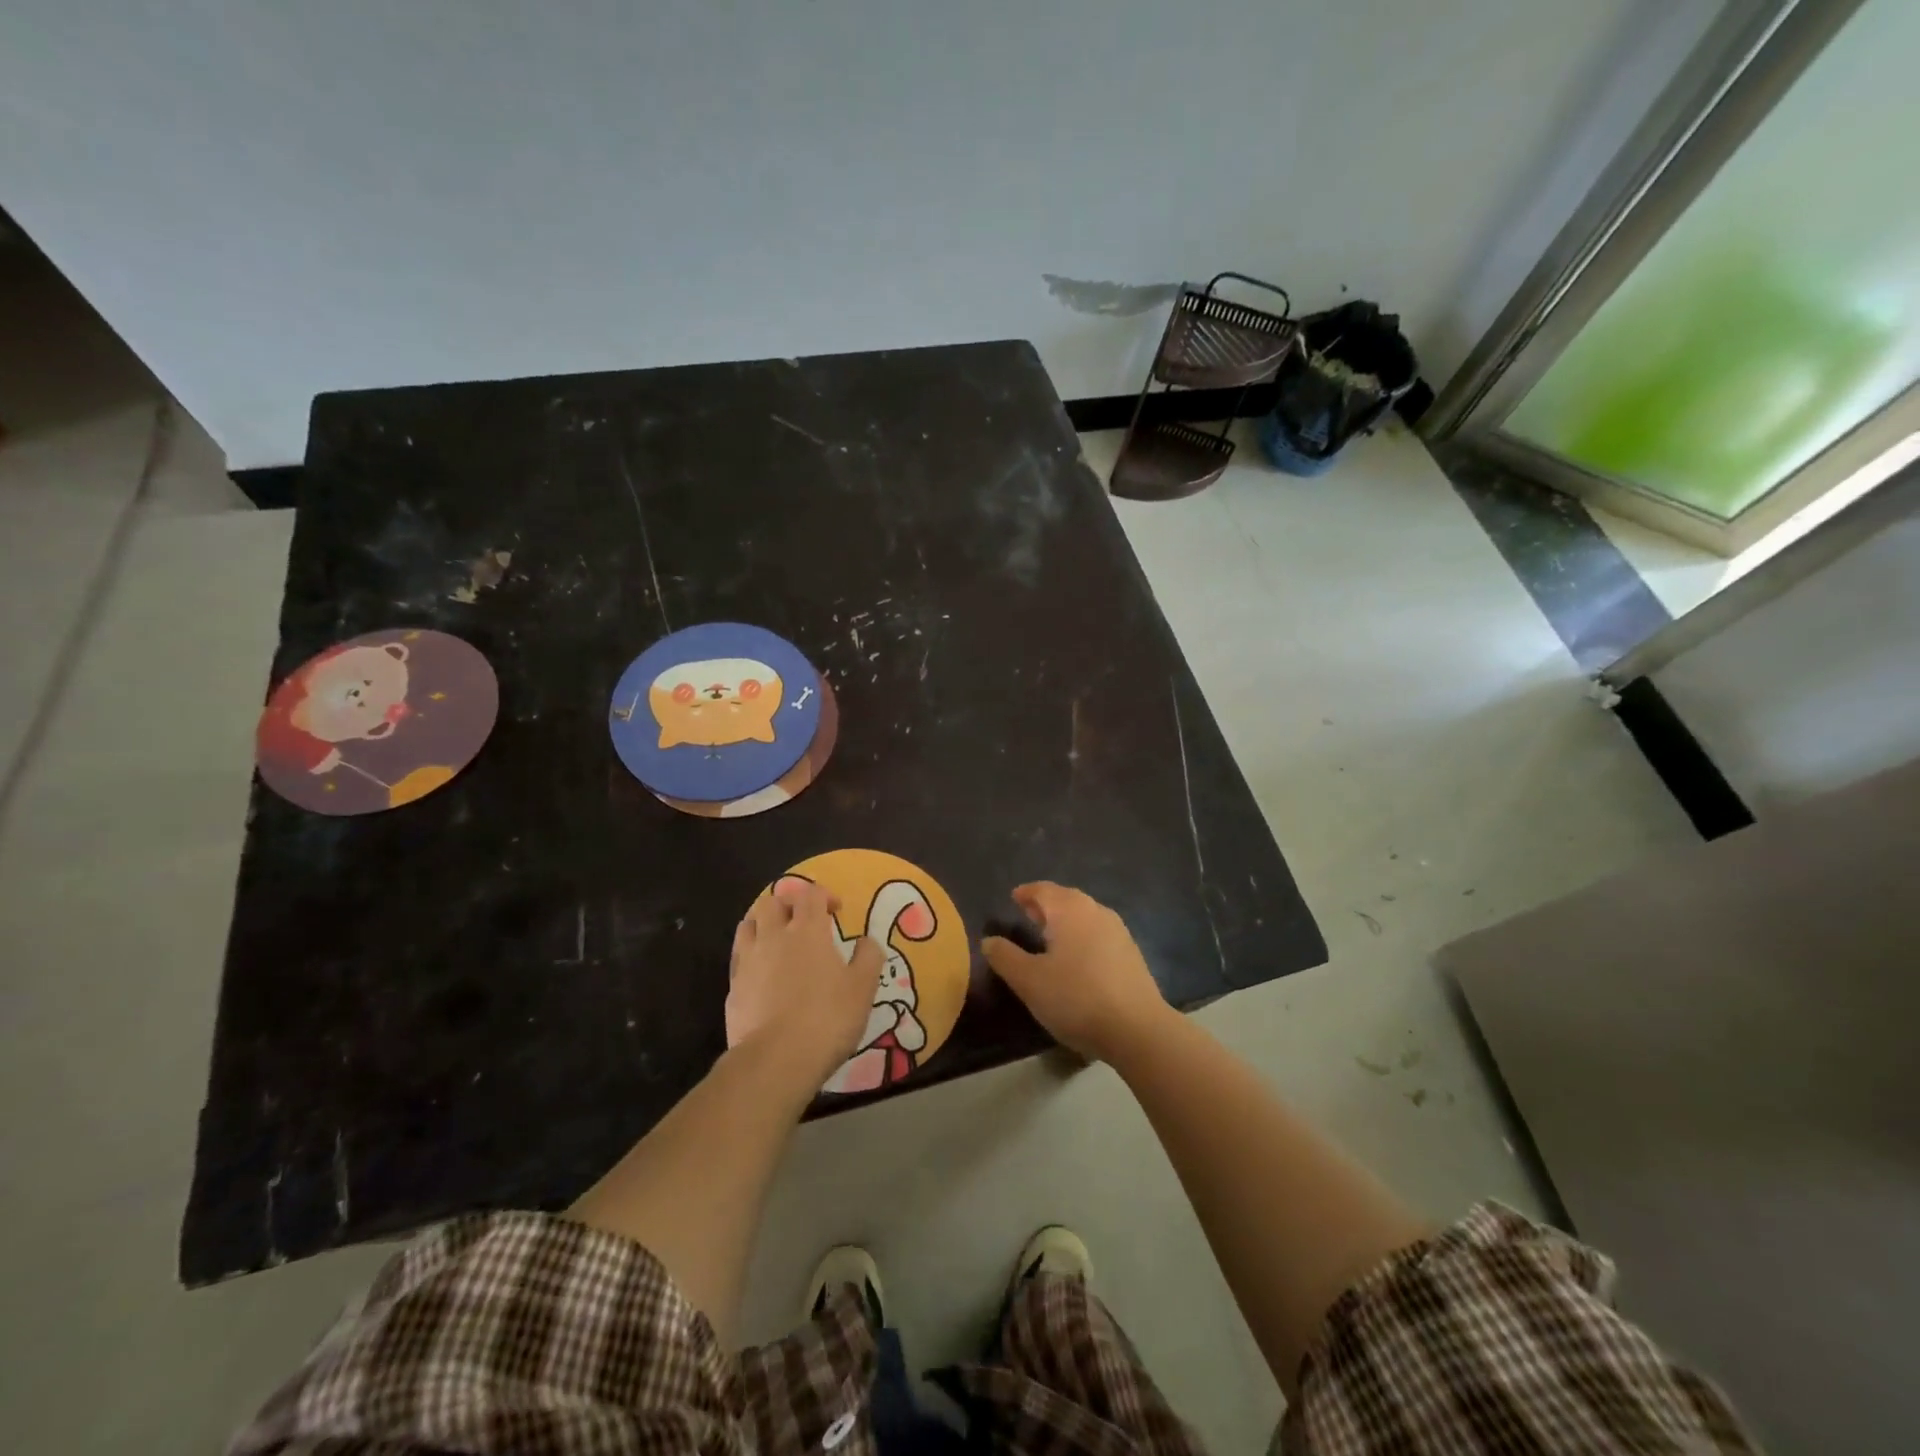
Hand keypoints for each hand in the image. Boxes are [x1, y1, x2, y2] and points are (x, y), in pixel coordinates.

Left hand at [727, 879, 881, 1090]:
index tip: (836, 910)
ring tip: (776, 938)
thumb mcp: (863, 988)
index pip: (810, 894)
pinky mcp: (733, 988)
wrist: (776, 1060)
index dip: (824, 895)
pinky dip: (751, 956)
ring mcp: (748, 961)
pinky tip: (762, 973)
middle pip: (772, 901)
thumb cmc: (827, 1018)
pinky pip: (739, 958)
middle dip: (788, 903)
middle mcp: (774, 937)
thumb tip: (867, 940)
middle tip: (803, 920)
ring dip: (763, 923)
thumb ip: (868, 958)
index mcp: (807, 931)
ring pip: (748, 924)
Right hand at [980, 882, 1170, 1063]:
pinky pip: (1098, 934)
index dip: (1026, 893)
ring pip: (1084, 916)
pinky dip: (1082, 937)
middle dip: (1045, 905)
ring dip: (1065, 921)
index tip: (1013, 898)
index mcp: (1069, 909)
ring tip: (1049, 937)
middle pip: (1066, 899)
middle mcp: (1095, 911)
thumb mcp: (1029, 981)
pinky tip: (1076, 958)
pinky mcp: (1131, 953)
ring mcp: (1118, 931)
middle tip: (1027, 914)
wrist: (1137, 1029)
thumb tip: (989, 940)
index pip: (1043, 890)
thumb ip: (1005, 957)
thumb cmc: (1076, 997)